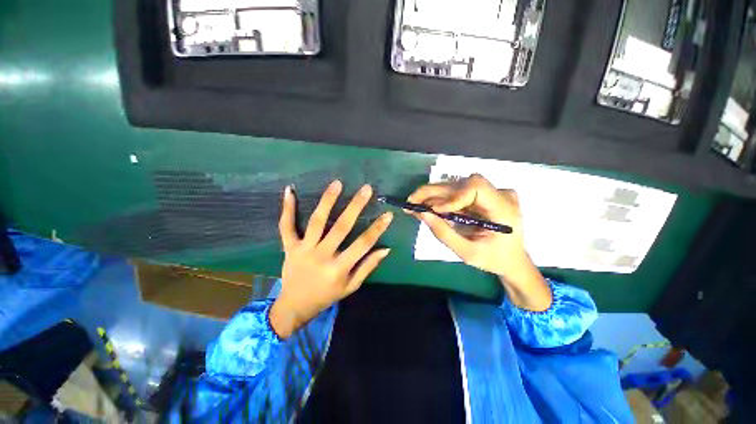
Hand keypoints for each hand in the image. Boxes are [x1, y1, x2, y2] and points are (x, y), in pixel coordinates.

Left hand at [271, 181, 392, 337]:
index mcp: (339, 269)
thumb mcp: (350, 286)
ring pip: (317, 221)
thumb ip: (368, 267)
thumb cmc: (326, 296)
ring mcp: (304, 249)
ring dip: (327, 201)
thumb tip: (386, 249)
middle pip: (341, 227)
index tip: (388, 214)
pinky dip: (287, 209)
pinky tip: (290, 191)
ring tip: (337, 183)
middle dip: (355, 206)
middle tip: (366, 189)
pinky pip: (286, 226)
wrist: (294, 307)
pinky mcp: (290, 247)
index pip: (363, 245)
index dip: (377, 229)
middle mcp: (322, 256)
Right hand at [408, 174, 550, 310]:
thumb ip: (444, 233)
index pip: (476, 187)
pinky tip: (427, 206)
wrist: (512, 260)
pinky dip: (441, 199)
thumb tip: (422, 213)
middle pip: (462, 184)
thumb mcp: (467, 253)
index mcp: (504, 209)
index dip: (452, 196)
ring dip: (434, 195)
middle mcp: (500, 194)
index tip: (434, 210)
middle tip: (411, 201)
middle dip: (433, 192)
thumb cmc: (493, 259)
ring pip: (457, 187)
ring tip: (415, 205)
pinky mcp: (483, 195)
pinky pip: (458, 193)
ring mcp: (492, 193)